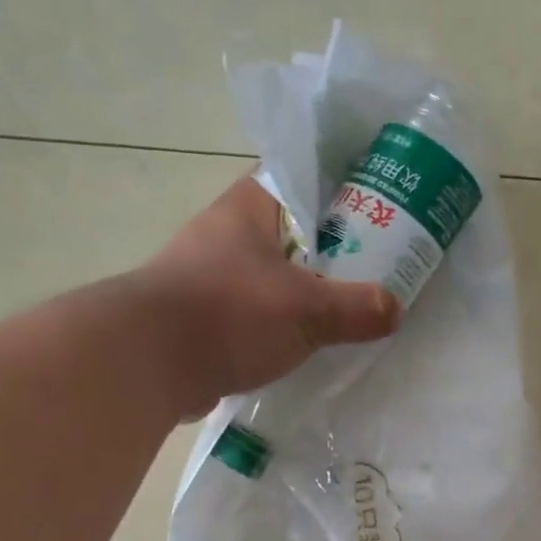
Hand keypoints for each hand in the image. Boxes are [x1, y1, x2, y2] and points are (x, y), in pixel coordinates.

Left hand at [141, 176, 400, 413]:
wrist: (146, 364)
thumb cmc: (229, 314)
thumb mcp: (306, 310)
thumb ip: (356, 308)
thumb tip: (395, 309)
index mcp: (249, 208)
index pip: (300, 177)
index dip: (340, 187)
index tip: (377, 205)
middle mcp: (226, 233)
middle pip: (292, 230)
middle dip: (331, 246)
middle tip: (375, 264)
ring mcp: (210, 275)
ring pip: (273, 273)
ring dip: (305, 288)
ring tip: (347, 305)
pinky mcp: (204, 316)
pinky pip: (255, 310)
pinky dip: (281, 322)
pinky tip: (307, 341)